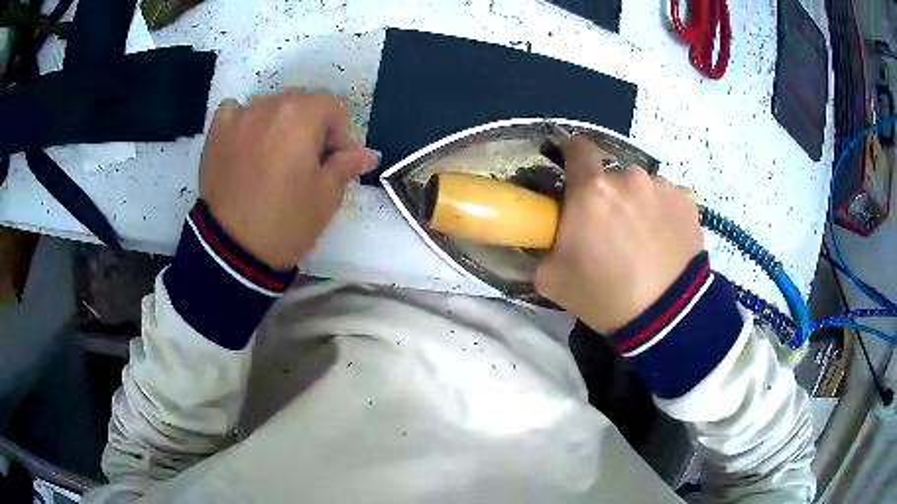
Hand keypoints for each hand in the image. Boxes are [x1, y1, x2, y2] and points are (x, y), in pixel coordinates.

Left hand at [199, 90, 378, 269]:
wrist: (233, 248)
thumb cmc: (287, 220)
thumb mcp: (327, 196)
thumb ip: (347, 165)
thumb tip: (367, 154)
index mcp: (303, 115)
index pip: (333, 107)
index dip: (339, 133)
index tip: (334, 161)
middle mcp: (271, 104)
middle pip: (301, 103)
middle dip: (310, 127)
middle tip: (306, 161)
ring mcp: (240, 116)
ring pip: (269, 106)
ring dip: (279, 123)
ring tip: (273, 156)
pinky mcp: (216, 132)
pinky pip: (235, 111)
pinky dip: (244, 120)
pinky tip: (246, 141)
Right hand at [534, 136, 702, 333]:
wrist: (666, 316)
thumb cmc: (605, 295)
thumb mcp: (552, 279)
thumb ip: (544, 246)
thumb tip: (549, 236)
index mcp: (591, 190)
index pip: (577, 147)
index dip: (572, 154)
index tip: (574, 172)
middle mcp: (628, 177)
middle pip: (612, 176)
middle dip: (608, 196)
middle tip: (611, 230)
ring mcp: (662, 187)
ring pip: (642, 187)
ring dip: (638, 204)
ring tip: (644, 241)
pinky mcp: (687, 201)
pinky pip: (667, 199)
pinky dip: (663, 213)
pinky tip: (666, 242)